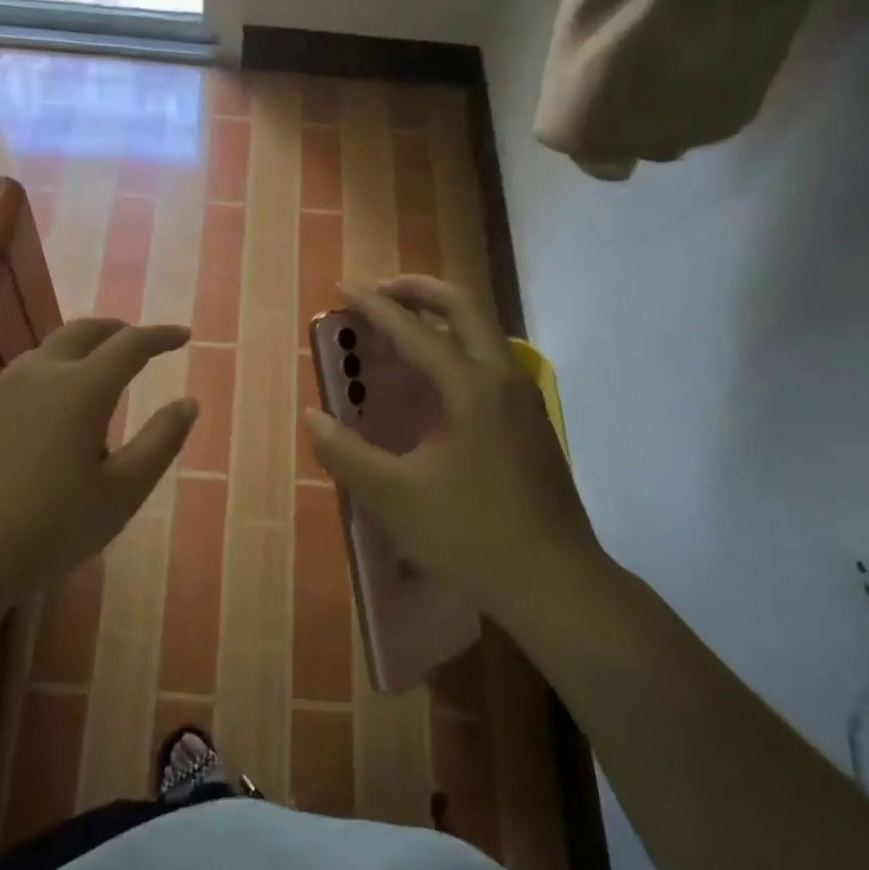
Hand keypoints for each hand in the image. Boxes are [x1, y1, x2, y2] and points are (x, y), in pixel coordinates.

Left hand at [0, 318, 198, 608]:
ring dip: (77, 351)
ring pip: (45, 352)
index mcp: (82, 389)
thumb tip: (188, 402)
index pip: (130, 344)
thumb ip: (160, 441)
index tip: (183, 336)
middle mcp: (38, 375)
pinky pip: (16, 380)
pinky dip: (45, 378)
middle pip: (82, 332)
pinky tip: (44, 415)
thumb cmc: (51, 528)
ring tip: (94, 374)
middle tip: (138, 341)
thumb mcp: (122, 492)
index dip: (161, 336)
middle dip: (116, 330)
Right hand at [302, 277, 604, 615]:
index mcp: (471, 388)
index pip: (416, 330)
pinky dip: (457, 347)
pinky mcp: (531, 423)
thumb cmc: (471, 534)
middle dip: (419, 290)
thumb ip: (346, 454)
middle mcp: (503, 379)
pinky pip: (489, 361)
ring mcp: (523, 400)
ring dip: (442, 317)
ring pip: (483, 333)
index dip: (375, 307)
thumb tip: (313, 417)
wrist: (556, 581)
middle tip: (380, 290)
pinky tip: (434, 382)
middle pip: (464, 308)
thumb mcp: (394, 497)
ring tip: (402, 326)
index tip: (343, 288)